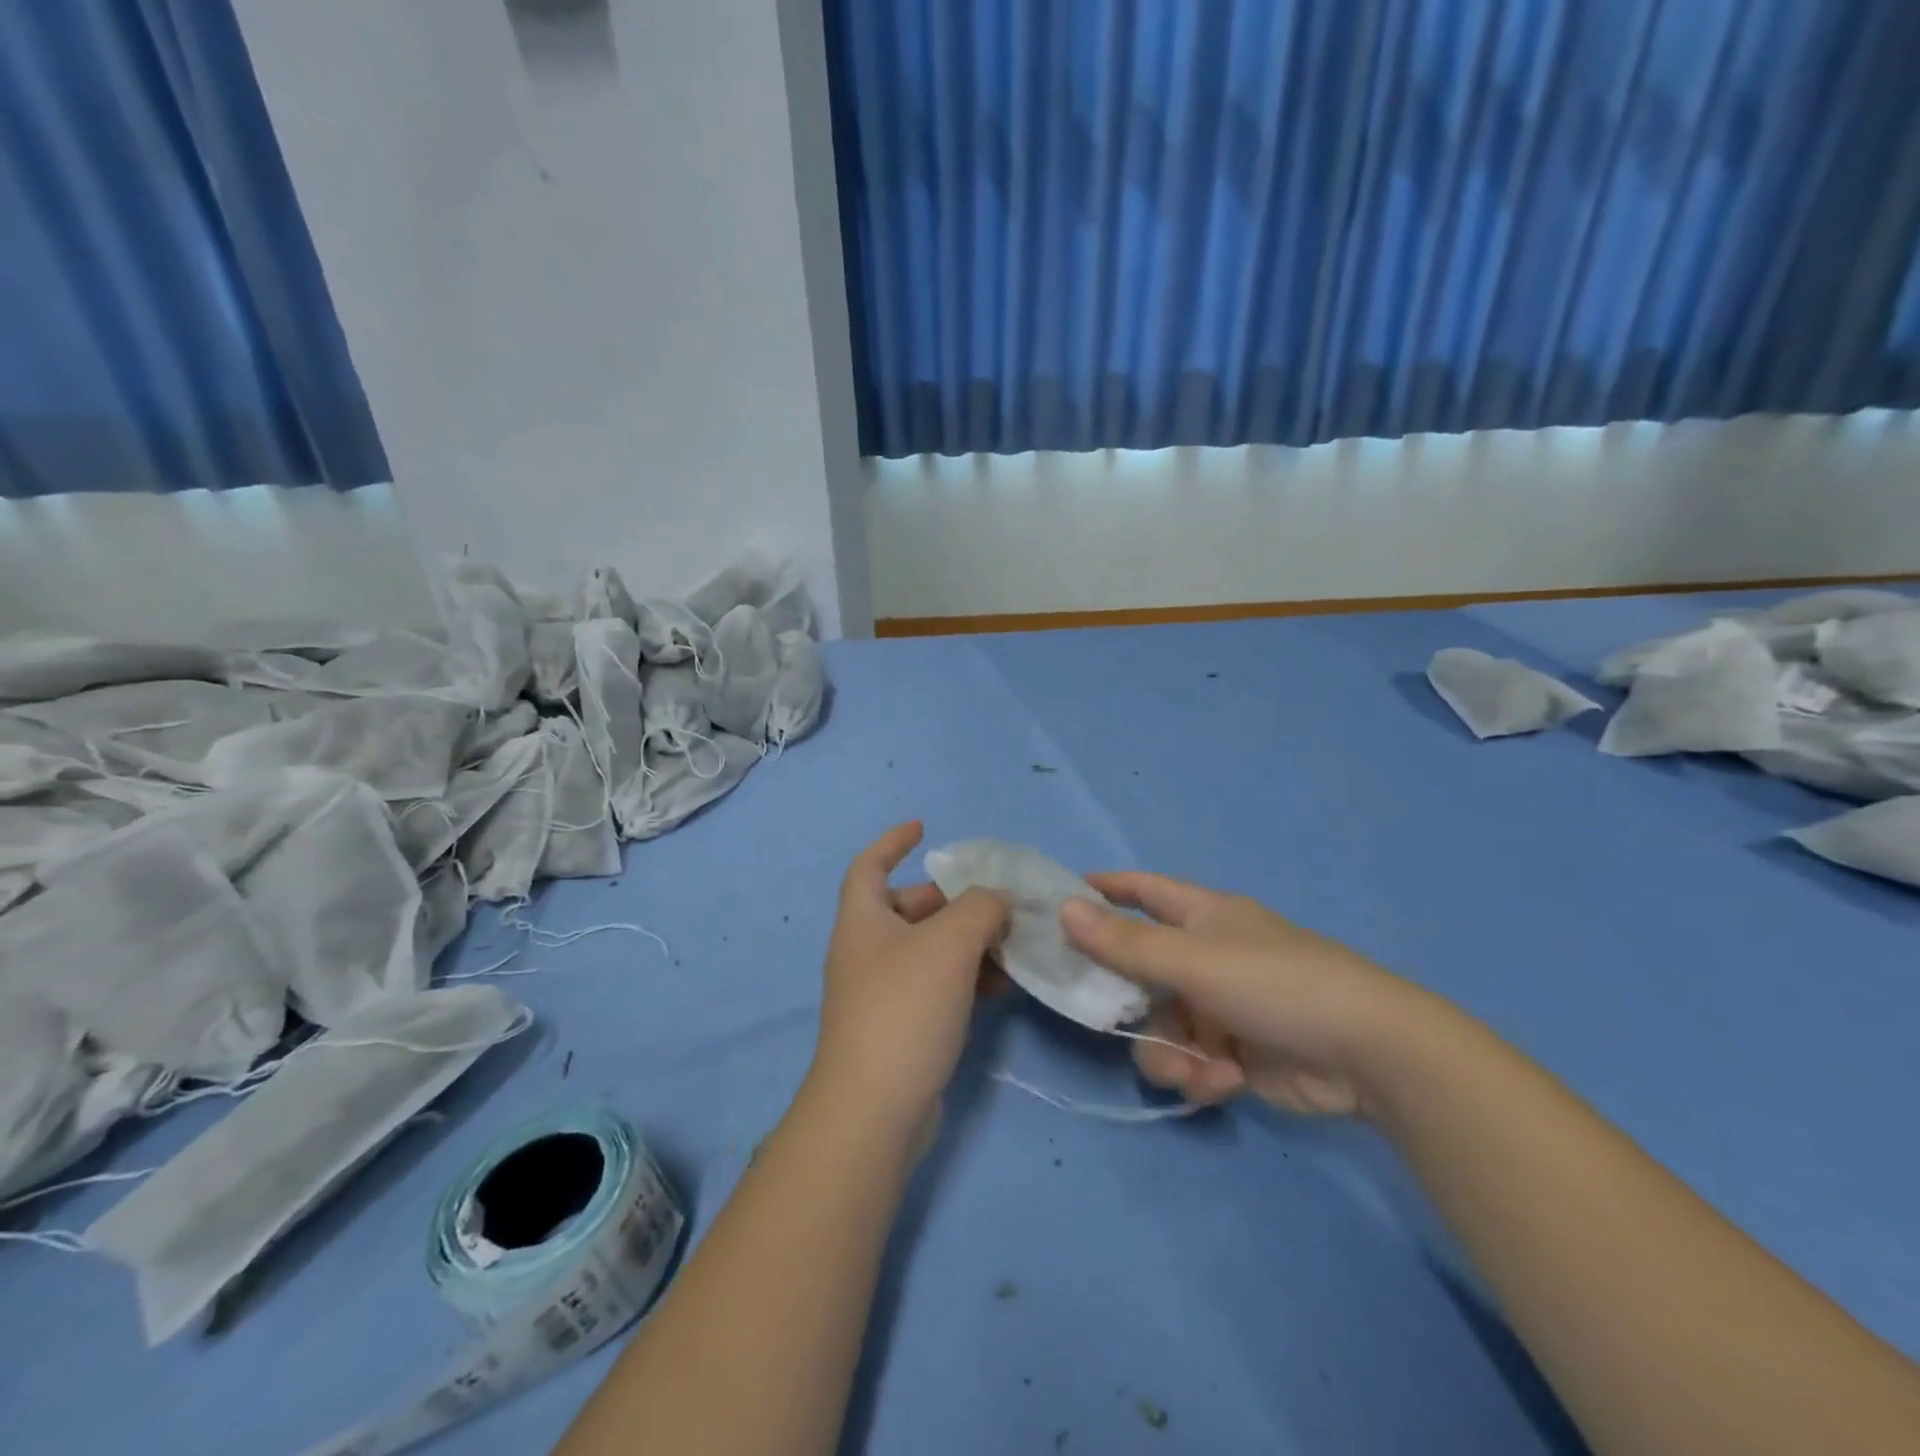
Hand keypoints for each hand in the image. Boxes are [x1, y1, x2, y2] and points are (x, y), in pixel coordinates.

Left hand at [808, 823, 1009, 1143]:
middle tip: (997, 904)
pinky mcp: (902, 1026)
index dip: (892, 842)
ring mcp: (883, 992)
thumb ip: (980, 908)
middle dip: (953, 901)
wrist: (876, 1110)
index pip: (869, 865)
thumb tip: (995, 901)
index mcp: (863, 921)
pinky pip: (938, 985)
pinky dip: (967, 978)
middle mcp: (867, 951)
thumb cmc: (905, 1008)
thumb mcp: (949, 944)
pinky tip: (1002, 987)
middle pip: (910, 908)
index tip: (923, 827)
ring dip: (970, 943)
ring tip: (1012, 948)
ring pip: (930, 950)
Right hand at [1061, 872, 1425, 1116]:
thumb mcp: (1193, 960)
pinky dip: (1199, 1074)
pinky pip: (1192, 1060)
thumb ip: (1125, 942)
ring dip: (1167, 1052)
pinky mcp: (1236, 1052)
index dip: (1106, 889)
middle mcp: (1207, 955)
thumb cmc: (1274, 982)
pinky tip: (1222, 1083)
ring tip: (1191, 1069)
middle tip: (1104, 1018)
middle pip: (1141, 971)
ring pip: (1162, 1026)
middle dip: (1126, 1001)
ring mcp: (1221, 1005)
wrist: (1367, 1053)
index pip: (1144, 890)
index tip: (1063, 898)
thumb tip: (1064, 908)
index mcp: (1201, 916)